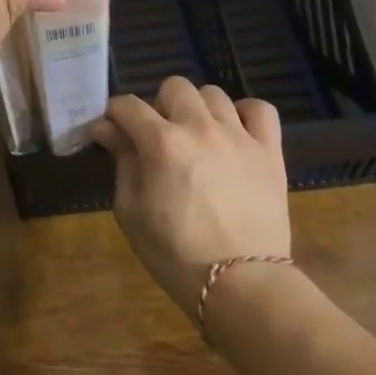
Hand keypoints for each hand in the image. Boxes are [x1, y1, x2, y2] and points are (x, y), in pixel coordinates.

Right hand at [91, 77, 290, 315]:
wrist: (242, 288)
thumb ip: (121, 162)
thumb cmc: (175, 254)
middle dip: (158, 105)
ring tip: (196, 136)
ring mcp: (239, 136)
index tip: (109, 133)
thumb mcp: (131, 211)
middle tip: (157, 136)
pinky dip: (245, 114)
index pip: (127, 105)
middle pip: (173, 87)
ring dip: (198, 109)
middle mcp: (199, 127)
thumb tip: (106, 130)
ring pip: (213, 94)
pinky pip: (261, 110)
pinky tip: (234, 132)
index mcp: (161, 141)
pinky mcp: (269, 152)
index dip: (113, 116)